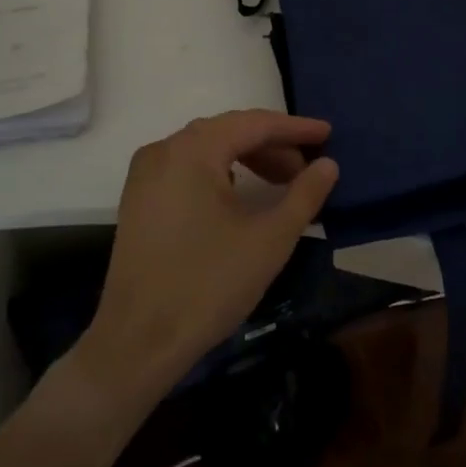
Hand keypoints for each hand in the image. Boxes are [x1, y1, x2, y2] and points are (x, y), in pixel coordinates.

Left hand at [79, 110, 337, 404]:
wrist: (137, 343)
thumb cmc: (208, 285)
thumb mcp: (269, 239)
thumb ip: (304, 194)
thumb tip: (328, 164)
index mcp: (192, 150)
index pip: (254, 124)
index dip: (295, 128)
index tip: (328, 133)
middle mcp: (164, 150)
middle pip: (228, 131)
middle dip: (272, 145)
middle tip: (308, 166)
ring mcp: (145, 174)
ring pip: (207, 149)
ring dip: (248, 159)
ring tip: (283, 182)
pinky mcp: (139, 199)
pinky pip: (187, 167)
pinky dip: (220, 172)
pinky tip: (241, 194)